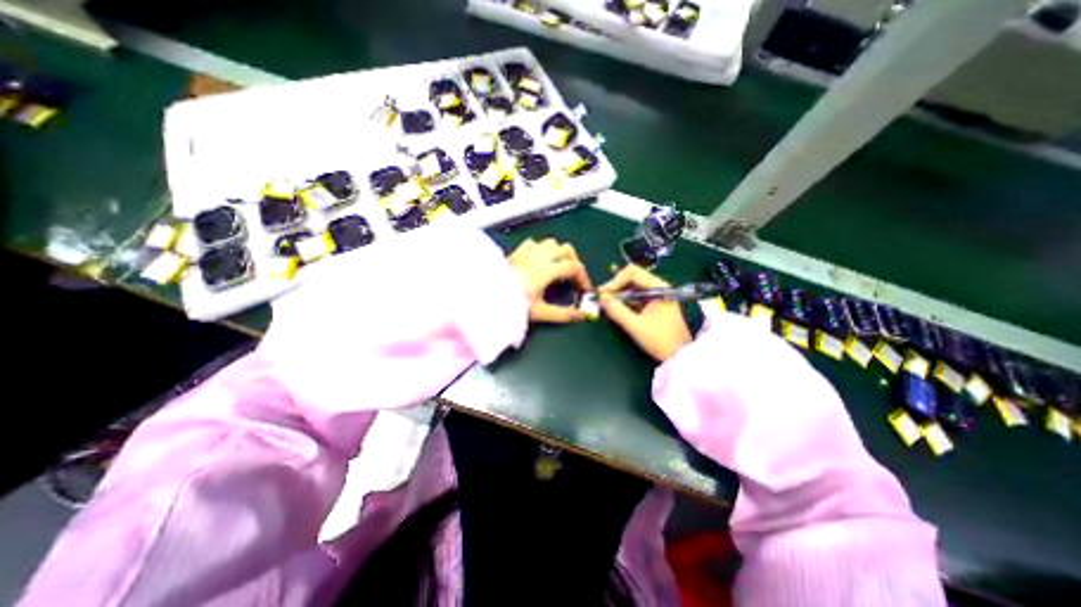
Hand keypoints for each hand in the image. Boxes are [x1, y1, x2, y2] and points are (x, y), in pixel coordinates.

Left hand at [508, 238, 589, 321]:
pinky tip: (540, 259)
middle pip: (566, 250)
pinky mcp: (517, 252)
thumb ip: (564, 314)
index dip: (583, 278)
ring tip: (559, 267)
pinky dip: (541, 248)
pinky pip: (533, 243)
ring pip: (551, 243)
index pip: (574, 267)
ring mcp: (527, 252)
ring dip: (559, 253)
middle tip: (574, 278)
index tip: (585, 290)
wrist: (486, 296)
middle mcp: (540, 256)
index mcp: (547, 270)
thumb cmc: (514, 303)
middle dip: (575, 262)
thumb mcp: (541, 312)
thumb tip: (582, 315)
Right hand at [600, 262, 691, 360]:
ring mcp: (657, 295)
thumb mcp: (636, 326)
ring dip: (619, 294)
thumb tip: (601, 298)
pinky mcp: (654, 304)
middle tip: (602, 298)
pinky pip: (636, 296)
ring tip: (607, 305)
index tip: (603, 294)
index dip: (614, 281)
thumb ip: (617, 311)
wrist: (680, 357)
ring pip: (632, 287)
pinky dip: (625, 301)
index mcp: (658, 287)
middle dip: (615, 287)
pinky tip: (617, 309)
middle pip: (632, 277)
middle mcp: (658, 287)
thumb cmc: (660, 340)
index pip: (632, 272)